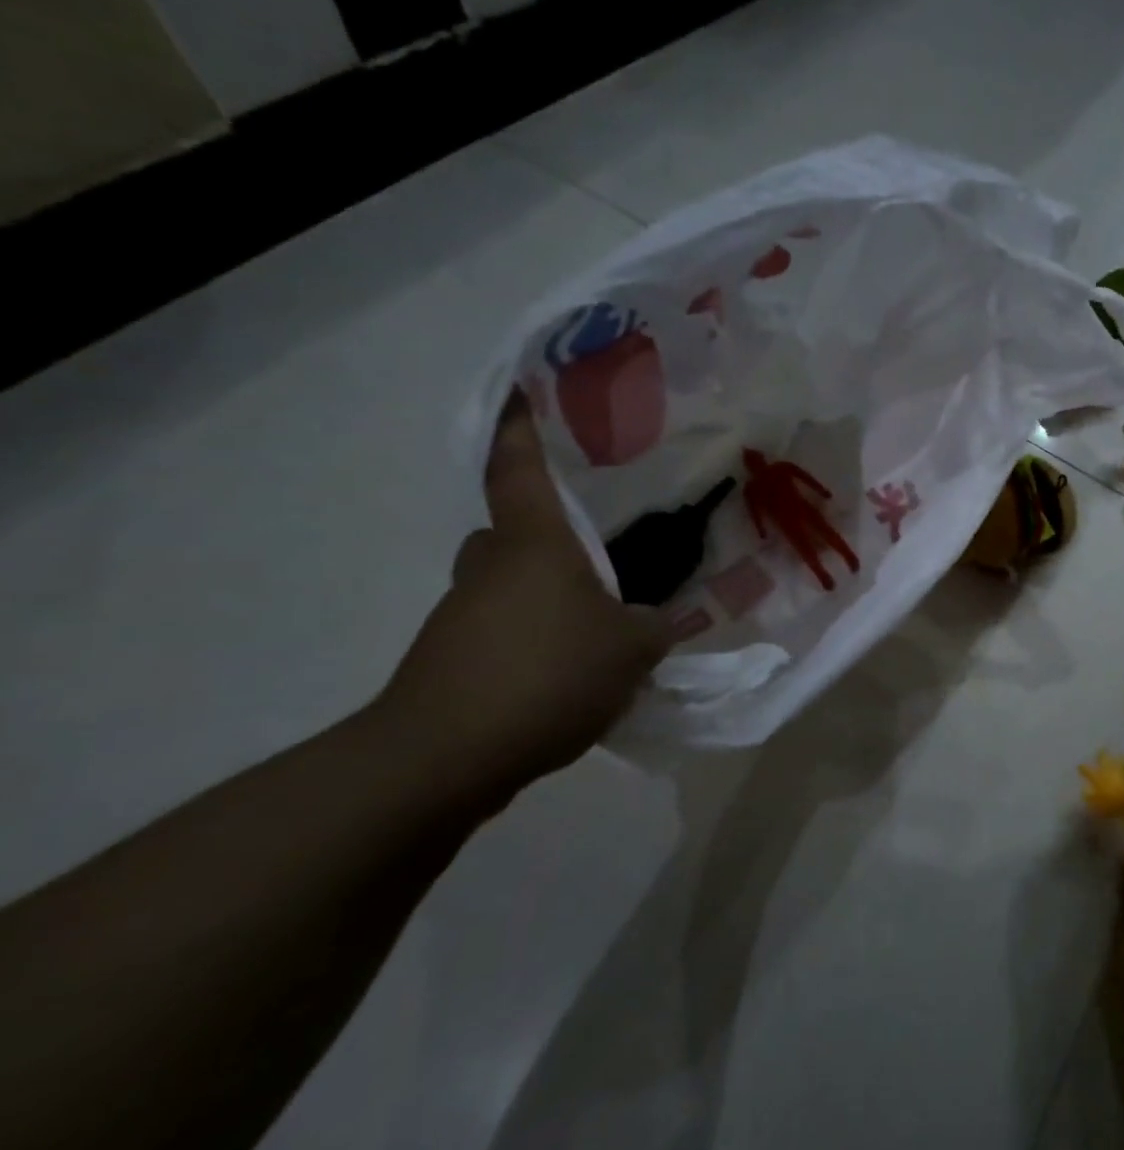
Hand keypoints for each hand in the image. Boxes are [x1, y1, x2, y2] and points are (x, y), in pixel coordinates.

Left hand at [378, 395, 669, 795]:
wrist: (444, 758)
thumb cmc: (546, 674)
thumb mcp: (630, 650)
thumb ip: (652, 629)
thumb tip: (653, 623)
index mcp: (533, 544)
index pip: (520, 469)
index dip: (519, 428)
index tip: (518, 391)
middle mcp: (489, 568)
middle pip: (511, 534)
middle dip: (544, 540)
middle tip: (593, 562)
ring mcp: (461, 617)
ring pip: (506, 590)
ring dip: (544, 603)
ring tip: (596, 638)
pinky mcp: (449, 664)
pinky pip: (501, 637)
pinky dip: (531, 648)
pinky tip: (568, 683)